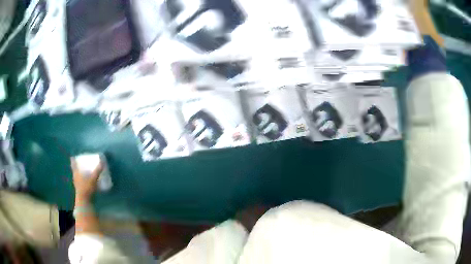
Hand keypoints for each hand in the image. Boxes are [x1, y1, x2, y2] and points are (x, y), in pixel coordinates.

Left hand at [71, 157, 103, 200]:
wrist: (84, 202)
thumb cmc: (86, 189)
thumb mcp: (93, 179)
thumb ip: (97, 170)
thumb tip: (102, 161)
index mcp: (76, 172)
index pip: (73, 163)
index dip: (73, 159)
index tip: (75, 155)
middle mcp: (75, 177)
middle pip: (75, 169)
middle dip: (78, 166)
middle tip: (83, 162)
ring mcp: (77, 184)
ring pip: (78, 176)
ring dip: (81, 173)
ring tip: (86, 171)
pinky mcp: (80, 190)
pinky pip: (81, 182)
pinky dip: (84, 180)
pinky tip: (88, 181)